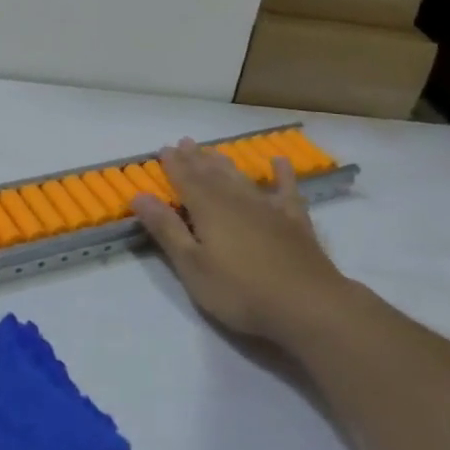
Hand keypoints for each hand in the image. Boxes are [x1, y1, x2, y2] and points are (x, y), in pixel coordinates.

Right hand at [132, 138, 352, 344]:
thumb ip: (167, 229)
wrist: (310, 307)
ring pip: (241, 179)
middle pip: (211, 174)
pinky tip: (280, 161)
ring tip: (214, 150)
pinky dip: (282, 175)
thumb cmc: (241, 291)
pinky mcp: (295, 223)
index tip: (163, 149)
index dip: (173, 164)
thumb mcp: (193, 266)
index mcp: (208, 209)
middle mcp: (236, 200)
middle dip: (196, 158)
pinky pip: (286, 191)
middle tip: (185, 142)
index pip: (185, 179)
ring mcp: (268, 209)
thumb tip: (139, 196)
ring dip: (225, 164)